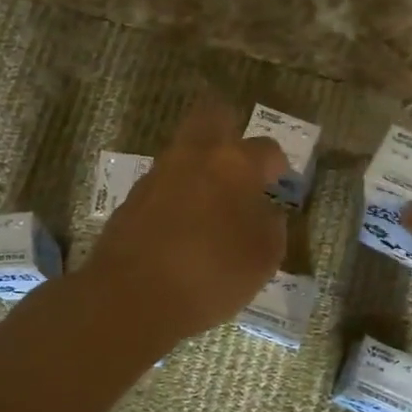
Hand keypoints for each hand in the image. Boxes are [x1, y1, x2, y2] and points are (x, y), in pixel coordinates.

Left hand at [81, 97, 287, 343]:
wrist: (132, 295)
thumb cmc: (212, 273)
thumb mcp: (263, 258)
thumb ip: (272, 227)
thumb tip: (266, 213)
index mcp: (235, 163)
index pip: (267, 148)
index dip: (278, 166)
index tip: (279, 185)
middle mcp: (195, 155)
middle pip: (213, 116)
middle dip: (229, 129)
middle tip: (240, 162)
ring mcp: (158, 173)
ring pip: (184, 150)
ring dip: (200, 165)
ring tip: (212, 202)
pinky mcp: (132, 196)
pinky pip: (163, 182)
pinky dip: (176, 193)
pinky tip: (183, 224)